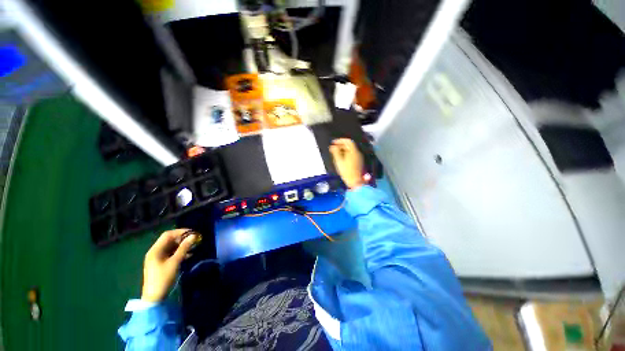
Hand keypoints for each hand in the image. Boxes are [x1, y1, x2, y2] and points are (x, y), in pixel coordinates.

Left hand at [141, 229, 198, 302]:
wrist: (154, 297)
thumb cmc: (163, 278)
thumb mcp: (175, 262)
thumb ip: (184, 248)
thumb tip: (194, 236)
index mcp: (155, 250)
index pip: (168, 235)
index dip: (181, 232)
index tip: (193, 233)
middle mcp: (155, 252)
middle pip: (170, 240)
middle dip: (183, 238)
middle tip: (195, 240)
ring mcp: (158, 258)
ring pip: (171, 247)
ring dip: (182, 245)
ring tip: (194, 247)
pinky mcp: (161, 264)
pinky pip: (171, 254)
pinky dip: (180, 252)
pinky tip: (189, 255)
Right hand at [329, 138, 364, 189]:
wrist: (354, 181)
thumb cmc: (346, 171)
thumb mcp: (338, 161)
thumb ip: (335, 152)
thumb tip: (333, 146)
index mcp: (353, 151)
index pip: (348, 141)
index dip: (340, 140)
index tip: (334, 143)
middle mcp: (357, 153)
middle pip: (349, 145)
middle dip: (341, 145)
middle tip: (334, 148)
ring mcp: (359, 157)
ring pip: (351, 150)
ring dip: (343, 150)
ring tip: (336, 154)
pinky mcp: (358, 162)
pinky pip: (352, 154)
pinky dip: (346, 154)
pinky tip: (341, 158)